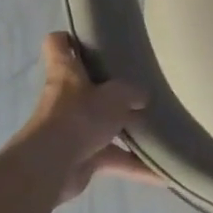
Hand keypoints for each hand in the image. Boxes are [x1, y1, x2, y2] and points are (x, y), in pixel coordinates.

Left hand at [24, 33, 155, 201]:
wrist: (51, 166)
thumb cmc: (80, 117)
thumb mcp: (115, 95)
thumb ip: (131, 93)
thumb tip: (142, 97)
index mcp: (67, 73)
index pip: (59, 45)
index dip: (70, 39)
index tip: (90, 39)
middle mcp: (66, 99)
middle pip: (87, 87)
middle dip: (112, 90)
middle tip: (141, 86)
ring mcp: (73, 130)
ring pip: (104, 126)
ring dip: (129, 131)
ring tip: (159, 130)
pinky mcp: (81, 158)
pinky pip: (113, 158)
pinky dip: (135, 166)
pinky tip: (161, 173)